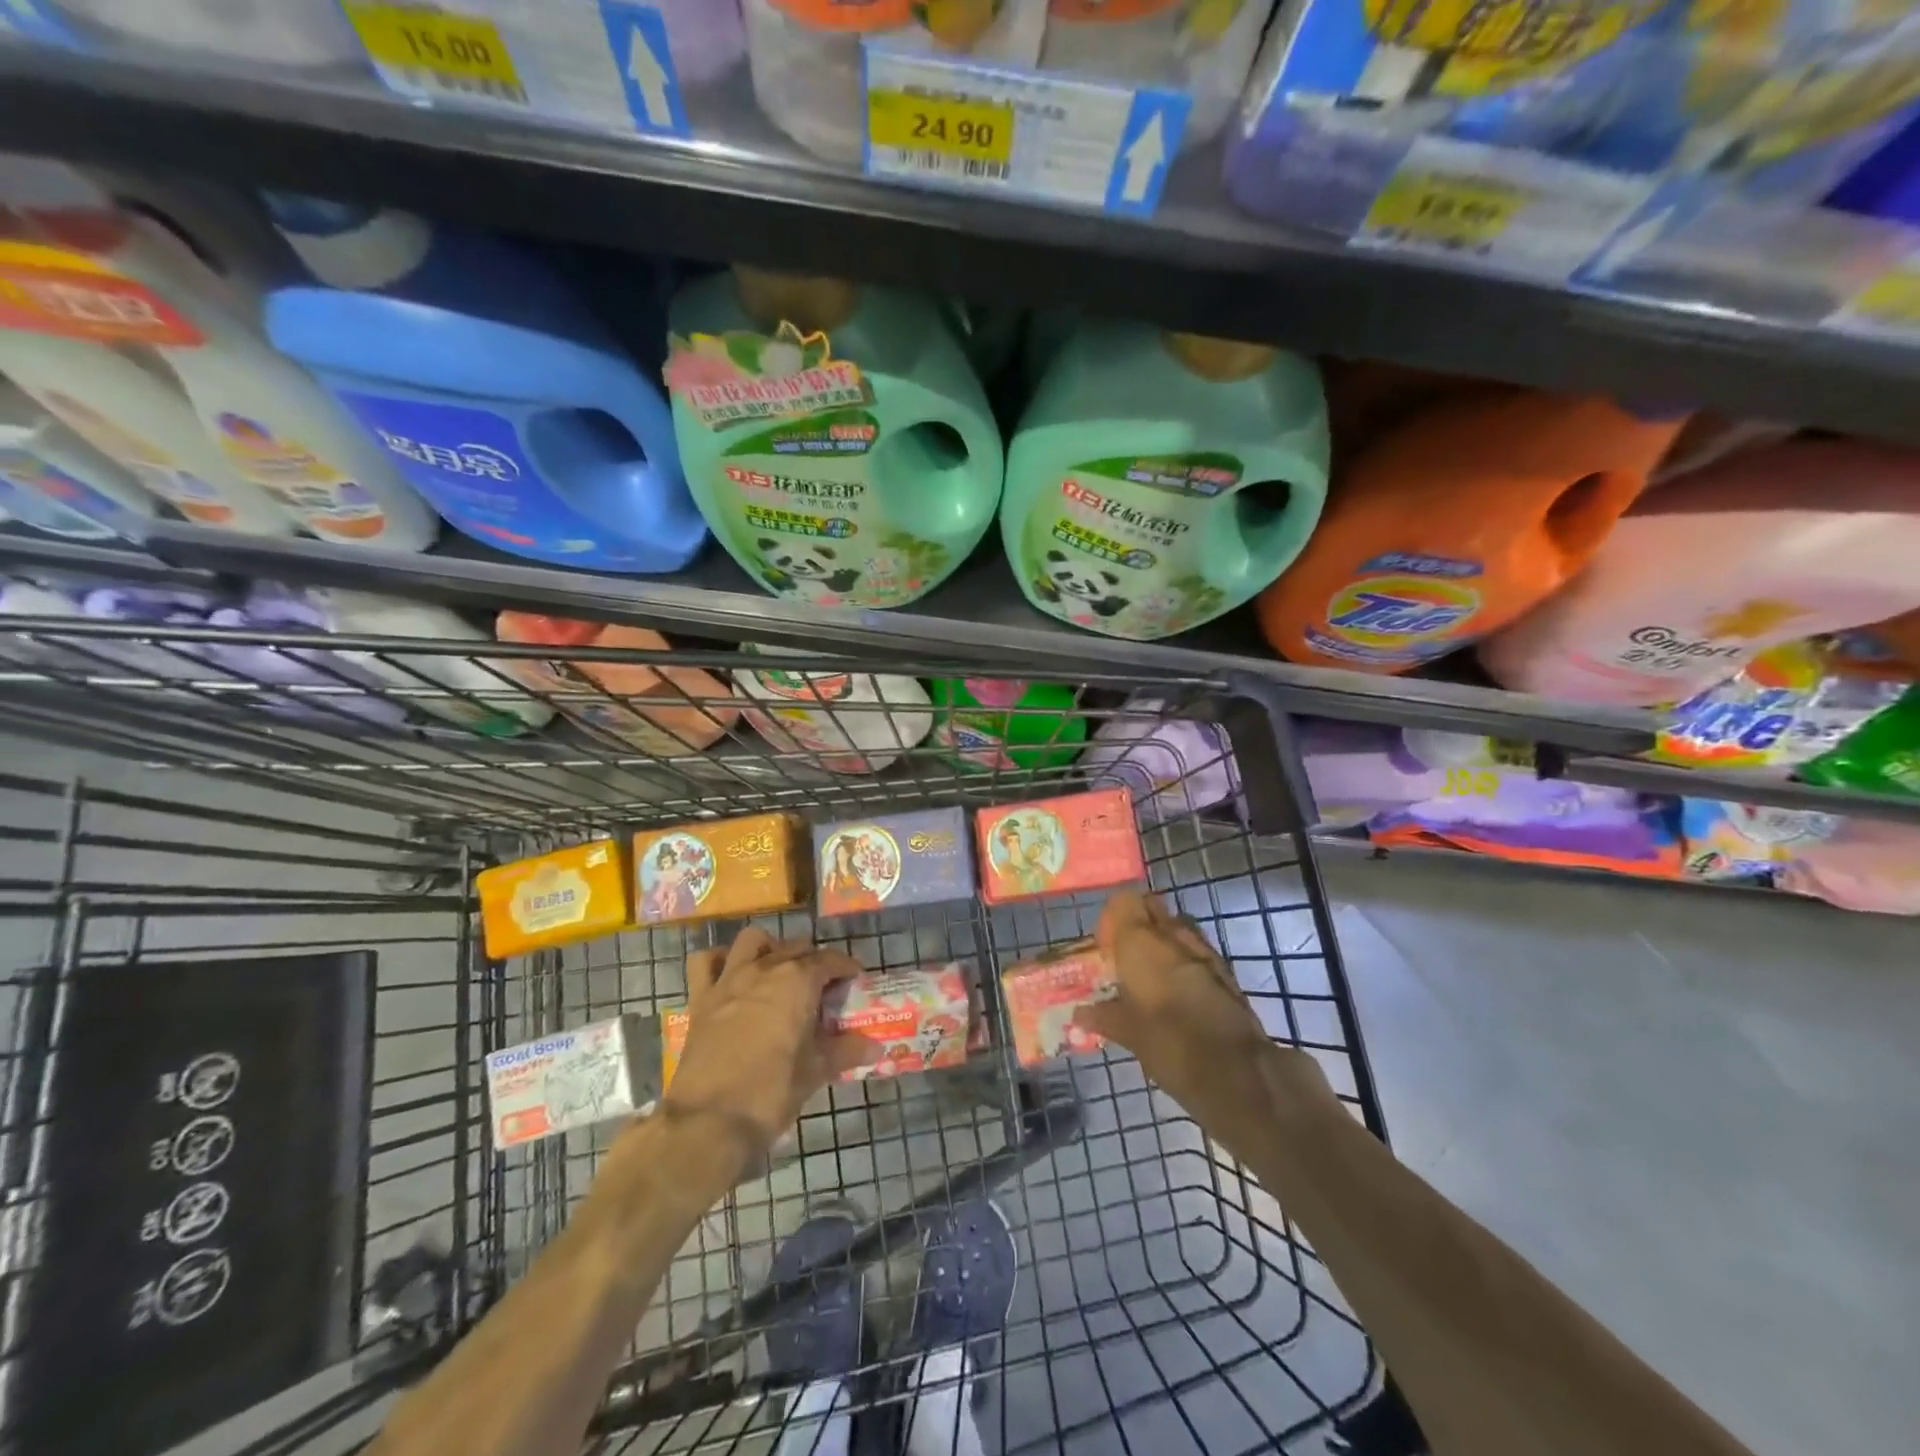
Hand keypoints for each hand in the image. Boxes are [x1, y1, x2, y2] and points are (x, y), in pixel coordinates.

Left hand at [662, 927, 874, 1167]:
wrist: (709, 1121)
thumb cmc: (771, 1092)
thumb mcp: (816, 1071)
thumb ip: (846, 1052)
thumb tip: (876, 1049)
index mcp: (799, 981)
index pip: (830, 960)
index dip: (845, 968)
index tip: (854, 980)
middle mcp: (765, 968)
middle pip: (796, 947)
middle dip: (813, 960)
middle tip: (822, 987)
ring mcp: (730, 979)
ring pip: (753, 941)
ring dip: (769, 948)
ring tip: (778, 971)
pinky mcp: (701, 998)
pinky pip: (706, 962)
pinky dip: (720, 960)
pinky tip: (731, 975)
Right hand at [1074, 889, 1271, 1114]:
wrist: (1237, 1072)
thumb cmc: (1169, 1044)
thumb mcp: (1127, 1033)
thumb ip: (1103, 1016)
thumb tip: (1080, 1014)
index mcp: (1140, 941)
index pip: (1123, 901)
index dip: (1113, 918)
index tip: (1106, 946)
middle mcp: (1172, 935)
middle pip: (1152, 907)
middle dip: (1138, 923)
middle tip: (1125, 956)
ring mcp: (1203, 949)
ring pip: (1177, 927)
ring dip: (1163, 941)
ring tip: (1151, 974)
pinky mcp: (1226, 970)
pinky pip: (1197, 950)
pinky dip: (1184, 960)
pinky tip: (1177, 992)